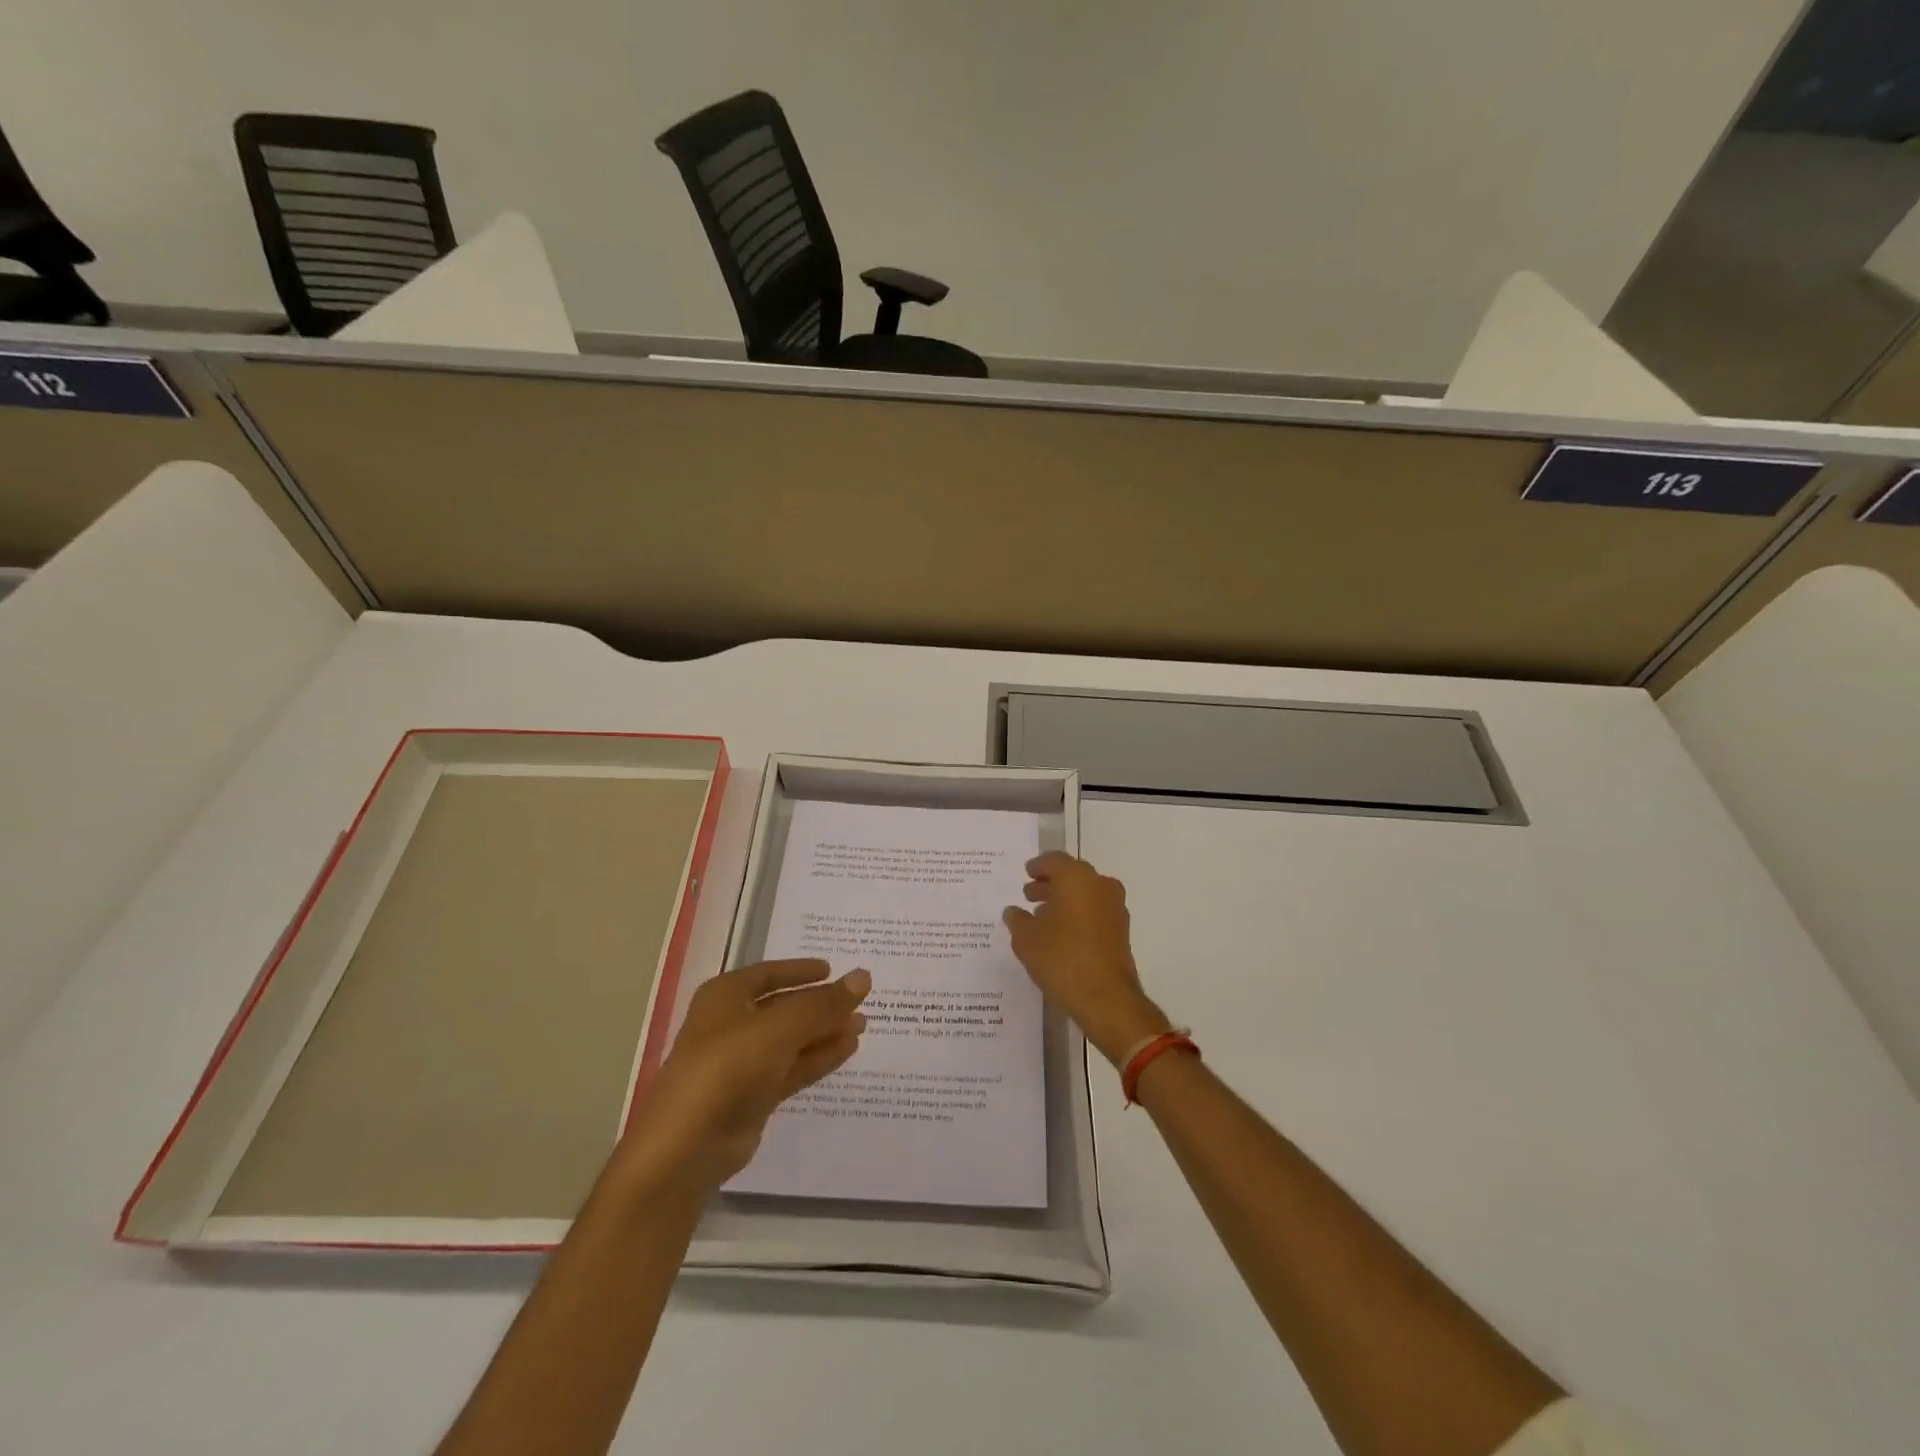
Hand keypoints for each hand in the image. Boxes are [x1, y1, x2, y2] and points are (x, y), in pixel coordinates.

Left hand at [615, 959, 869, 1193]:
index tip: (832, 969)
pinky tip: (849, 1049)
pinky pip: (792, 1068)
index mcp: (725, 997)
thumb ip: (824, 1004)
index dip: (799, 970)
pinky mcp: (753, 1097)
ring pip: (791, 1040)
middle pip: (783, 1007)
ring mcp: (742, 1063)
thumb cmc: (728, 1067)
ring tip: (863, 1024)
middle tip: (859, 1000)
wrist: (687, 1146)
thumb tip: (864, 976)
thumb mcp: (781, 1027)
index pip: (767, 973)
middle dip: (820, 1004)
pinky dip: (819, 1057)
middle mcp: (732, 1025)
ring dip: (825, 1031)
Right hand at [1003, 852, 1170, 1065]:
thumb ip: (1018, 920)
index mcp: (1076, 877)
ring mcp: (1115, 908)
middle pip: (1071, 876)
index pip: (1054, 860)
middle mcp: (1099, 885)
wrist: (1106, 998)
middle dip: (1050, 884)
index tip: (1026, 873)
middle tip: (1030, 894)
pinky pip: (1094, 912)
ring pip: (1085, 894)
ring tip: (1041, 916)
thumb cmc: (1061, 959)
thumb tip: (1013, 912)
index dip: (1037, 866)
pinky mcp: (1121, 930)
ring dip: (1064, 900)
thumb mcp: (1026, 939)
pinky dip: (1078, 915)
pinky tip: (1061, 933)